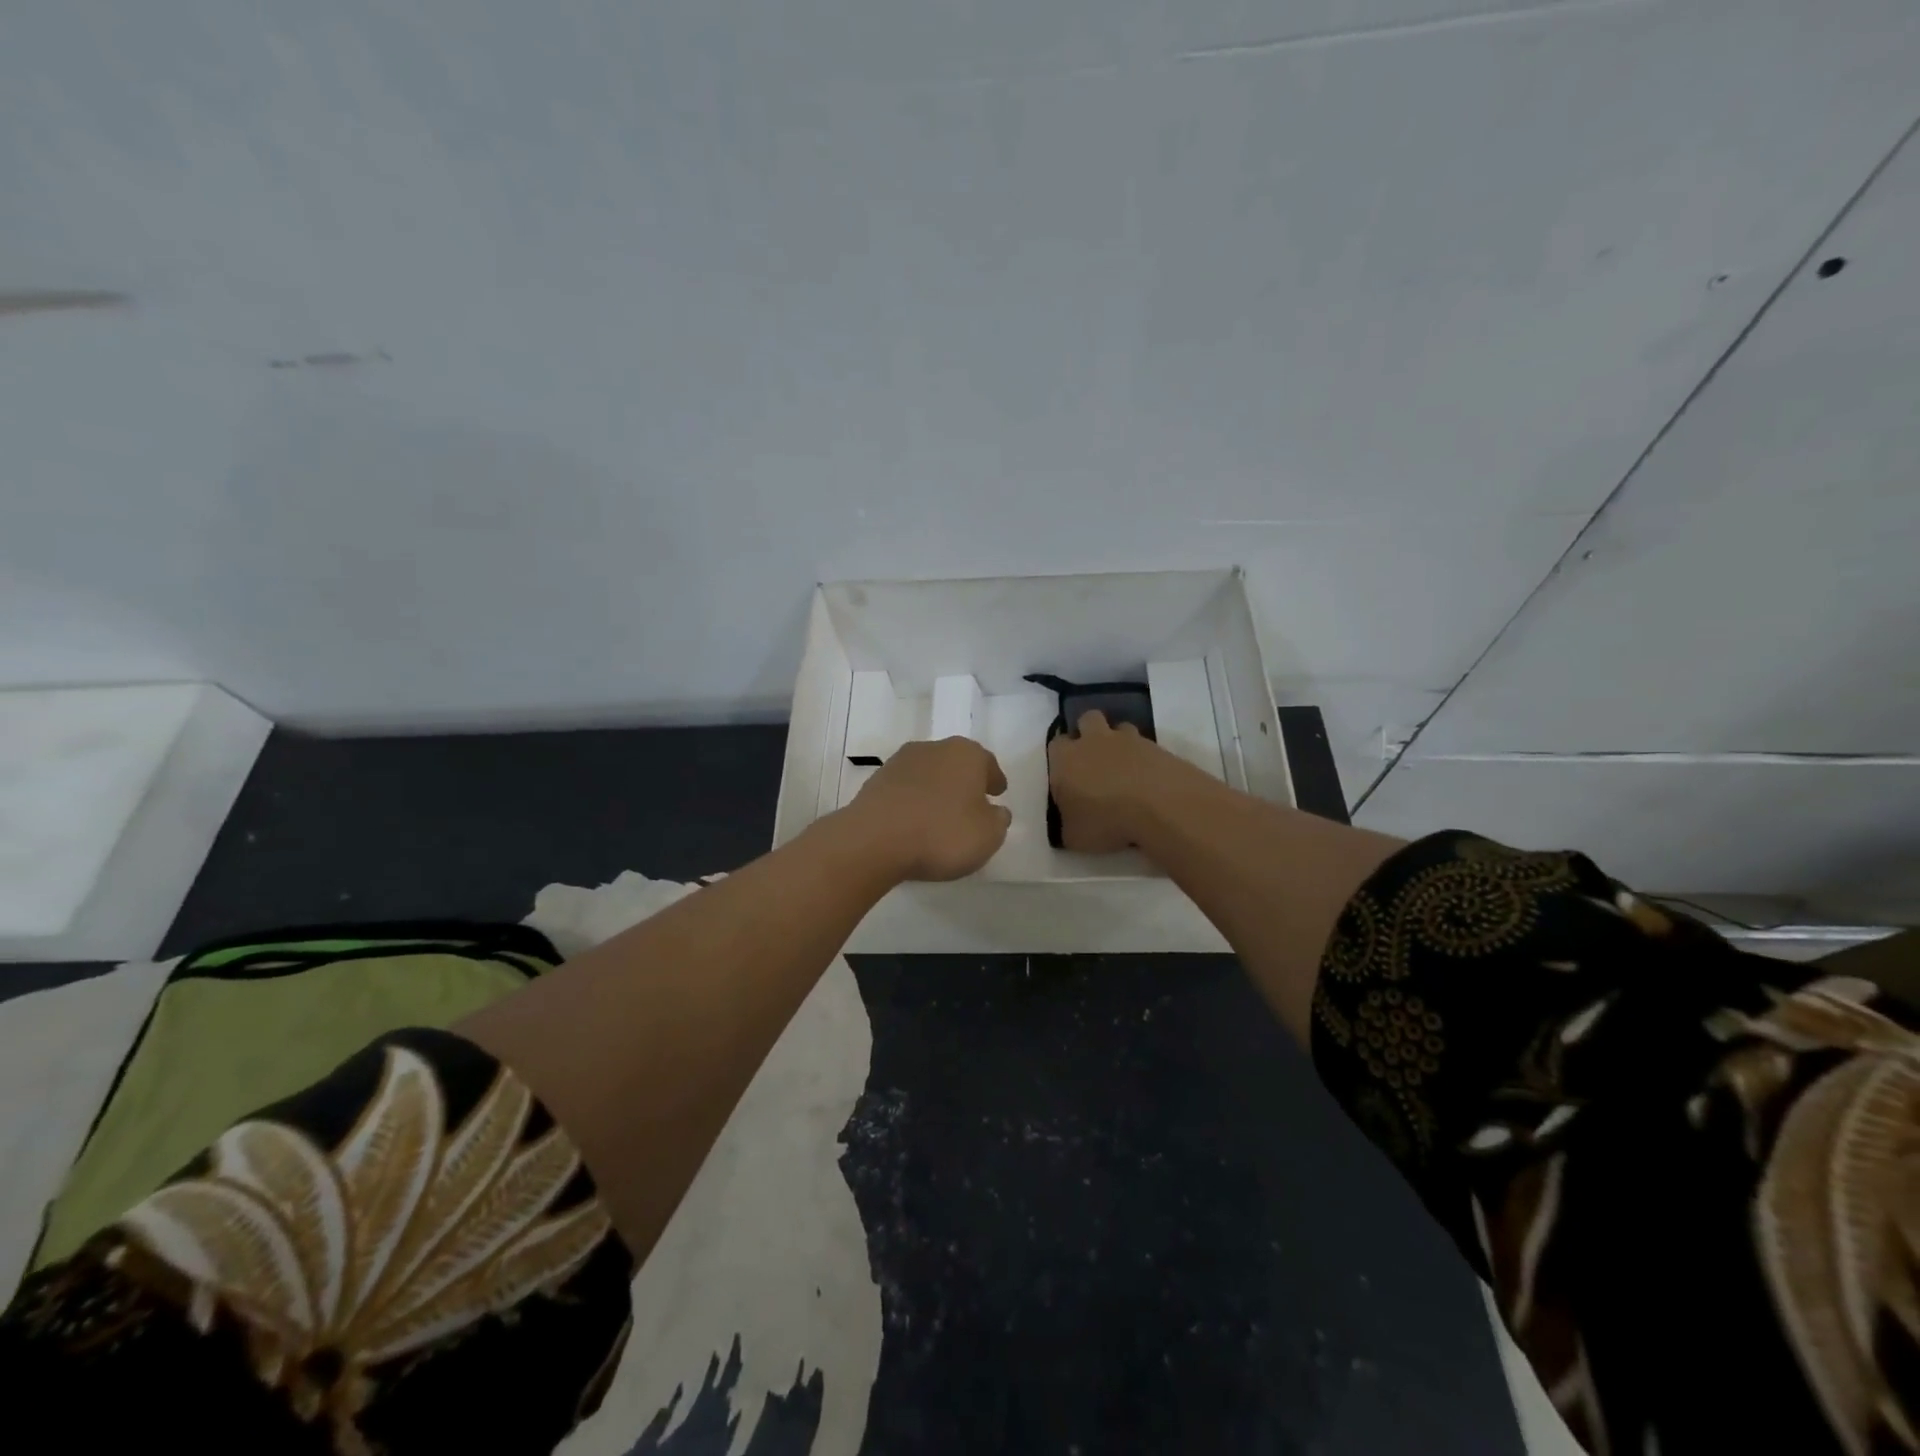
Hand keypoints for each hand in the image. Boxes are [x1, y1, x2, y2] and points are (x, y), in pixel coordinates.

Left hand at [838, 737, 1011, 881]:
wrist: (874, 840)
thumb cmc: (942, 833)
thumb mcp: (988, 835)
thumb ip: (998, 820)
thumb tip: (995, 811)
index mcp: (967, 754)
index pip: (987, 763)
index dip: (994, 780)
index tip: (996, 794)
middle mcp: (934, 748)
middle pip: (956, 763)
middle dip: (964, 781)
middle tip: (970, 804)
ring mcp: (900, 762)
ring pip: (928, 774)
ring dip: (936, 790)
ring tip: (940, 816)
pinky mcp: (876, 781)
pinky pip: (905, 790)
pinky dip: (913, 801)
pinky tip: (914, 822)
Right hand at [1046, 710, 1182, 852]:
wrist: (1160, 806)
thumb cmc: (1106, 820)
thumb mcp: (1074, 837)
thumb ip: (1067, 825)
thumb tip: (1070, 823)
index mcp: (1066, 759)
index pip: (1056, 745)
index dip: (1060, 758)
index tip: (1067, 777)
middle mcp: (1094, 741)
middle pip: (1087, 720)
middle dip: (1088, 733)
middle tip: (1094, 761)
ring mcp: (1128, 740)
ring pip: (1119, 727)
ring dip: (1119, 742)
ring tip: (1124, 768)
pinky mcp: (1157, 746)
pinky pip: (1146, 745)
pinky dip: (1144, 758)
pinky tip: (1148, 780)